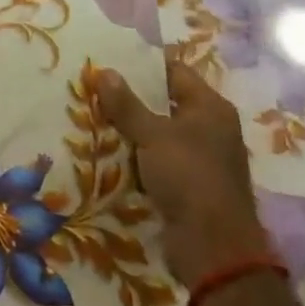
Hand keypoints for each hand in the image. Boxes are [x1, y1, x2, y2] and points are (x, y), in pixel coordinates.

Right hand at [95, 55, 270, 290]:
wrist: (212, 246)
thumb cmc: (188, 177)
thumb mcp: (153, 135)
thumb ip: (127, 104)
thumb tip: (104, 71)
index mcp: (210, 108)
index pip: (174, 71)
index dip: (142, 64)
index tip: (108, 59)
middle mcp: (210, 127)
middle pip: (164, 101)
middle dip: (130, 97)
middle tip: (92, 86)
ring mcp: (200, 157)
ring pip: (157, 131)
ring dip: (130, 127)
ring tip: (91, 114)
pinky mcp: (188, 182)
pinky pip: (156, 157)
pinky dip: (136, 153)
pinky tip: (107, 149)